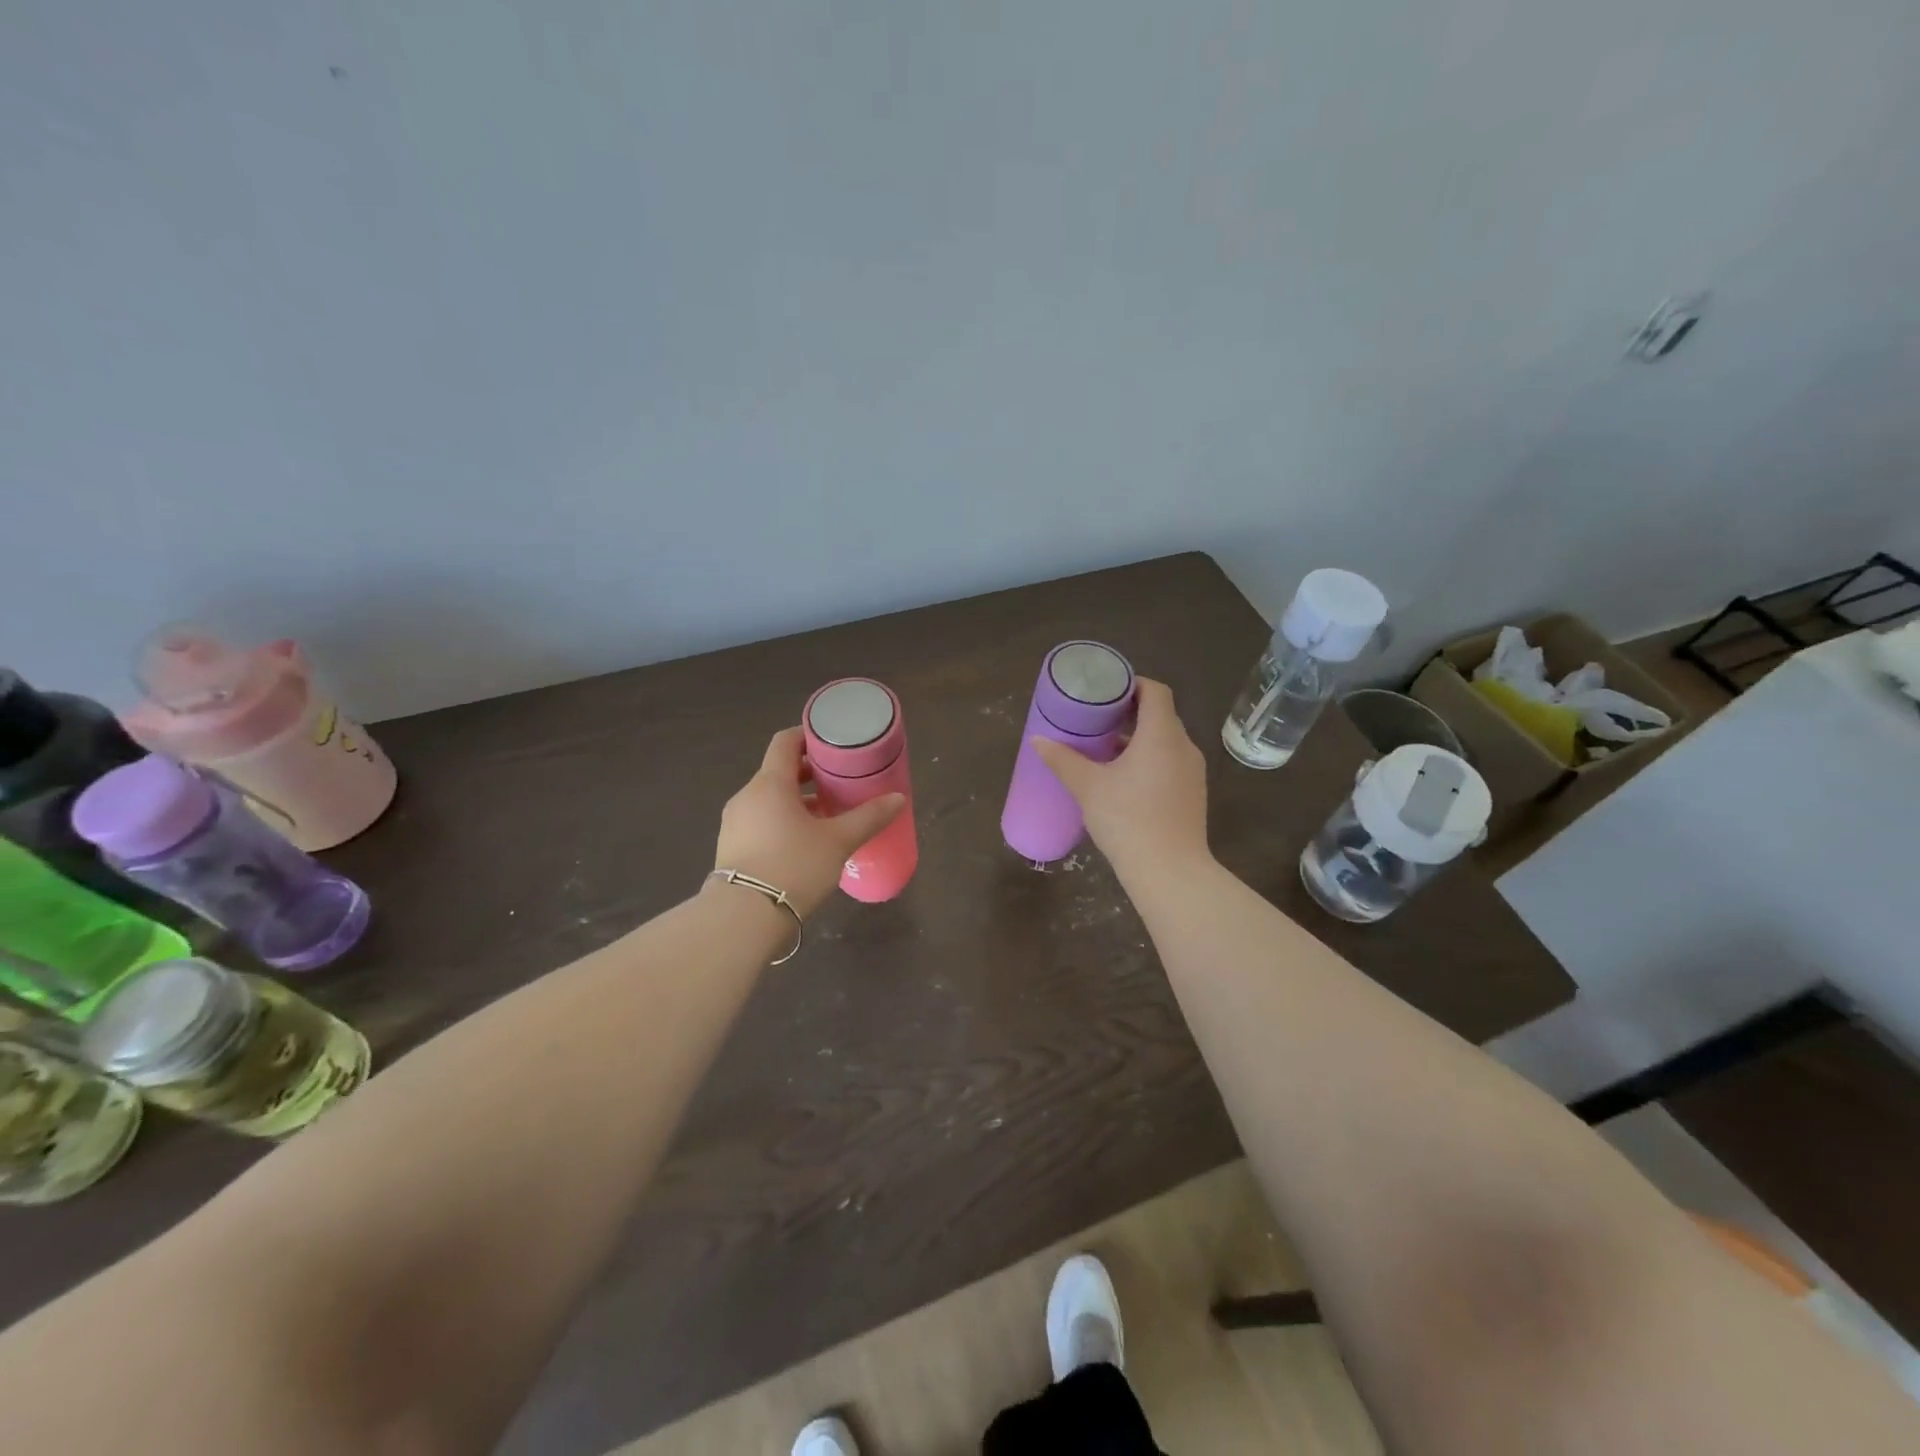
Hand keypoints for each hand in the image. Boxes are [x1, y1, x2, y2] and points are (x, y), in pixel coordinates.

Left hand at [713, 727, 905, 916]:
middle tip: (839, 782)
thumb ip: (868, 817)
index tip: (832, 743)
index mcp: (770, 784)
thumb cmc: (794, 867)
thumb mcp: (838, 842)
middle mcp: (747, 796)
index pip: (785, 742)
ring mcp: (735, 823)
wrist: (744, 919)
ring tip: (827, 816)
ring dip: (797, 801)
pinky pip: (760, 822)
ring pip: (770, 800)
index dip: (808, 736)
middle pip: (778, 771)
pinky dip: (782, 822)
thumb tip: (898, 798)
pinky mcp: (731, 848)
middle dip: (809, 774)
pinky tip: (804, 843)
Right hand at [1032, 678, 1210, 880]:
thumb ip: (1063, 760)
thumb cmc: (1128, 819)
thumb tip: (1037, 740)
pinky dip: (1150, 760)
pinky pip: (1171, 763)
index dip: (1131, 684)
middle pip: (1160, 715)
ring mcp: (1193, 772)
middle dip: (1129, 713)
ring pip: (1166, 742)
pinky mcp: (1193, 794)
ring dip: (1139, 739)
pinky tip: (1124, 780)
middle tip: (1096, 719)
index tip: (1105, 692)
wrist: (1170, 871)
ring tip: (1105, 750)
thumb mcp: (1087, 787)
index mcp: (1162, 734)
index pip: (1155, 691)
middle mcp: (1184, 746)